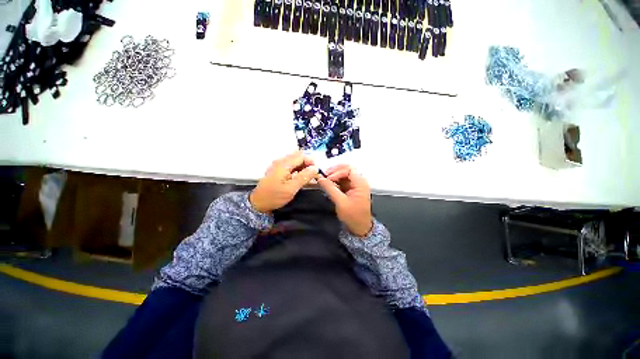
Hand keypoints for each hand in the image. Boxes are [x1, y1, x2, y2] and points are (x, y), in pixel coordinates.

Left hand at [250, 151, 318, 212]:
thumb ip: (304, 177)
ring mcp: (278, 165)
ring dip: (303, 167)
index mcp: (284, 164)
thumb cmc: (274, 196)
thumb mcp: (291, 188)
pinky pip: (290, 166)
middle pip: (298, 156)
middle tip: (313, 175)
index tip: (316, 171)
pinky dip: (297, 169)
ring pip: (294, 161)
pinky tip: (300, 178)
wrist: (258, 203)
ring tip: (308, 177)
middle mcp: (280, 162)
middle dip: (307, 164)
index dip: (311, 162)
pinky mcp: (277, 170)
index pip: (301, 156)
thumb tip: (315, 168)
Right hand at [317, 164, 372, 236]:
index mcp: (360, 183)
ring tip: (324, 181)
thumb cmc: (352, 216)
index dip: (337, 172)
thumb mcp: (340, 202)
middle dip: (334, 172)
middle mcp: (359, 181)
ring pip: (343, 175)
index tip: (327, 179)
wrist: (360, 228)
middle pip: (346, 169)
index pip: (348, 169)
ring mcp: (355, 185)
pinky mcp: (351, 189)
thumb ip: (330, 189)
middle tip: (324, 177)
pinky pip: (343, 181)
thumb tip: (320, 178)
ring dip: (334, 176)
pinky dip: (335, 182)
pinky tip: (329, 185)